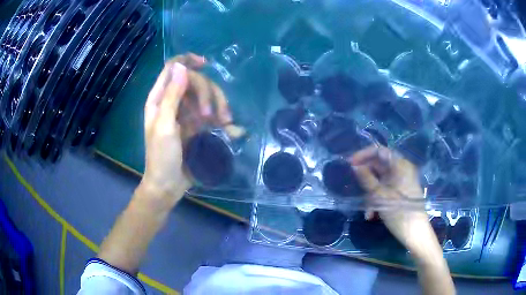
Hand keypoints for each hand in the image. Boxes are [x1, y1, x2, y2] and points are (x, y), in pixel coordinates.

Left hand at [140, 53, 240, 206]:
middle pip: (194, 81)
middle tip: (211, 115)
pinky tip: (230, 128)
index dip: (187, 61)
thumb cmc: (161, 157)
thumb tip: (181, 66)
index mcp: (159, 98)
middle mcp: (172, 101)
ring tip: (225, 123)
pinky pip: (211, 112)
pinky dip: (221, 117)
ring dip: (218, 104)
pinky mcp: (196, 124)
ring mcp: (185, 113)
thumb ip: (172, 96)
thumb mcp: (165, 126)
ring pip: (205, 95)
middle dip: (207, 93)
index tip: (205, 64)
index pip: (172, 68)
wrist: (168, 184)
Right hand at [351, 146, 438, 253]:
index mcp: (400, 165)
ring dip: (371, 194)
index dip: (364, 155)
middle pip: (379, 166)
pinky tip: (372, 214)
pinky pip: (385, 191)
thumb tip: (355, 166)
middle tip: (355, 187)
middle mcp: (401, 170)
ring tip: (367, 210)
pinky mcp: (400, 193)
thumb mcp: (380, 196)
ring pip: (381, 181)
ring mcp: (401, 182)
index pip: (380, 151)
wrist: (415, 233)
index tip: (350, 164)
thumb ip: (367, 179)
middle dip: (366, 178)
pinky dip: (377, 200)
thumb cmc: (399, 212)